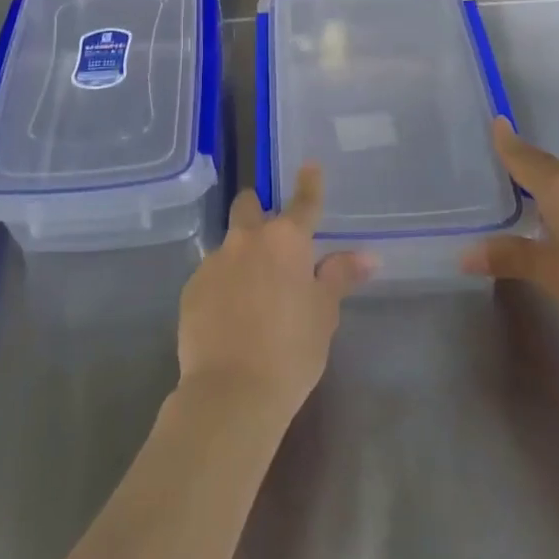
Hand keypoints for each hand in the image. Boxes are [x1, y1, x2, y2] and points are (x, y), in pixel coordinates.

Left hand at [177, 166, 373, 425]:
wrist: (231, 392)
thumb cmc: (291, 351)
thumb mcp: (323, 314)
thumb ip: (339, 277)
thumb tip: (368, 255)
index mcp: (285, 241)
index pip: (303, 202)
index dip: (309, 184)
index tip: (309, 166)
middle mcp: (247, 240)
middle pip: (248, 207)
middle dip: (258, 211)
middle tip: (272, 239)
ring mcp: (214, 262)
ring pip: (229, 245)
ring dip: (241, 257)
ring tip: (252, 294)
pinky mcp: (191, 288)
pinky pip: (211, 276)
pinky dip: (222, 287)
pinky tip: (230, 318)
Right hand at [463, 119, 558, 361]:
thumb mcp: (551, 274)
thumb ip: (509, 257)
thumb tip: (464, 254)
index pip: (525, 158)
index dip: (507, 142)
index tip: (495, 120)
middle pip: (547, 166)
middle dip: (524, 162)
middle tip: (498, 160)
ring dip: (545, 182)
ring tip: (522, 192)